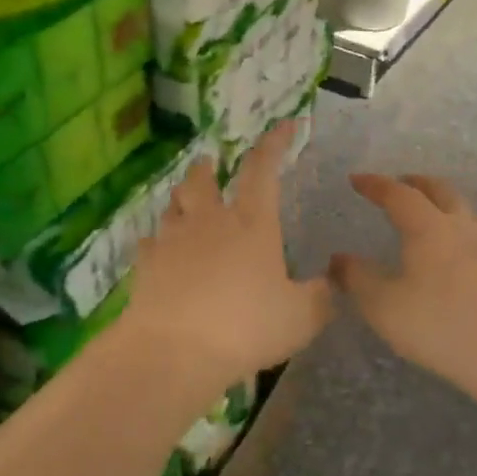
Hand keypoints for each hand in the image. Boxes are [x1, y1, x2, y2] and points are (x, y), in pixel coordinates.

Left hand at [123, 123, 333, 387]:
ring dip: (182, 198)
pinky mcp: (146, 265)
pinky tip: (159, 250)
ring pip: (173, 206)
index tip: (285, 124)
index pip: (263, 169)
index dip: (275, 143)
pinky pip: (150, 242)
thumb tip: (330, 284)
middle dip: (209, 167)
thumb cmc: (246, 327)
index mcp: (252, 224)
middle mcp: (210, 221)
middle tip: (211, 163)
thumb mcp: (301, 318)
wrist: (175, 351)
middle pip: (203, 180)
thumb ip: (319, 297)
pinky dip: (157, 240)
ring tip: (185, 201)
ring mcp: (172, 241)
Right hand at [330, 174, 476, 407]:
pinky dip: (458, 229)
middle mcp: (461, 229)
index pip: (398, 195)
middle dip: (416, 183)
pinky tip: (456, 251)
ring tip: (430, 211)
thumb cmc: (439, 325)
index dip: (375, 184)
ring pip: (465, 211)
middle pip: (440, 192)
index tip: (356, 179)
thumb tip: (338, 259)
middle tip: (399, 183)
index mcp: (428, 228)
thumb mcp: (383, 306)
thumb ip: (357, 279)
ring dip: (443, 202)